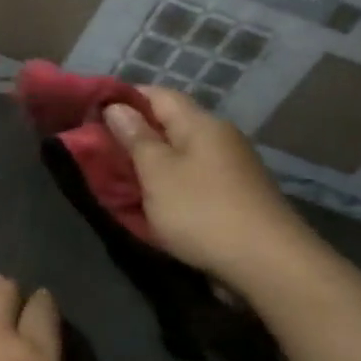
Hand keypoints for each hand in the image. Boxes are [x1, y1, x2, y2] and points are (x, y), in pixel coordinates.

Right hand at [103, 86, 314, 295]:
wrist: (269, 266)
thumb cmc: (202, 211)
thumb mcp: (157, 172)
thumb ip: (135, 138)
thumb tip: (116, 107)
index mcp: (201, 124)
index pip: (157, 94)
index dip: (123, 99)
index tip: (92, 114)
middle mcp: (220, 138)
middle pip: (170, 124)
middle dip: (134, 135)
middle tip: (98, 151)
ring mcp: (232, 168)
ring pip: (180, 154)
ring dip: (150, 163)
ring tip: (119, 178)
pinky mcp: (236, 197)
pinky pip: (192, 179)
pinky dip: (169, 185)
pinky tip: (153, 202)